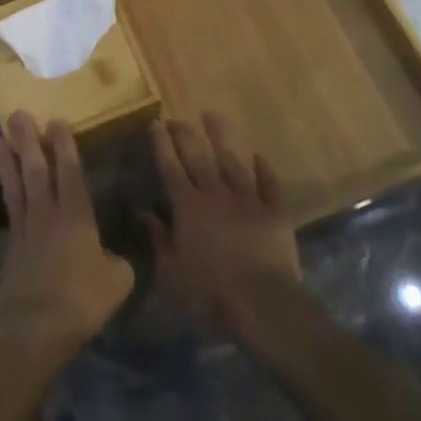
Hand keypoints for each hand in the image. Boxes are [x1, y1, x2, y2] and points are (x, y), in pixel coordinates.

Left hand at [0, 110, 134, 373]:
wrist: (34, 328)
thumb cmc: (81, 301)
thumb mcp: (117, 281)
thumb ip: (116, 262)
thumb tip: (111, 257)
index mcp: (77, 217)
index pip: (70, 172)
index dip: (64, 145)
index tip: (56, 120)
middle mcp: (48, 214)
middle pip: (36, 169)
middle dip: (28, 140)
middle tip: (18, 114)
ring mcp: (24, 229)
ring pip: (16, 185)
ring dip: (7, 159)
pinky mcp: (9, 247)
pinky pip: (8, 209)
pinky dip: (4, 191)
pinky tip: (3, 183)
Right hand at [145, 113, 301, 345]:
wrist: (263, 305)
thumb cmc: (210, 293)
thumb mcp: (171, 274)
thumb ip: (158, 240)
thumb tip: (144, 214)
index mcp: (188, 207)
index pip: (170, 167)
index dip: (161, 144)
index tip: (156, 123)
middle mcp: (216, 194)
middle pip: (198, 156)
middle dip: (184, 134)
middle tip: (176, 118)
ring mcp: (248, 200)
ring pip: (232, 161)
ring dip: (221, 137)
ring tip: (212, 115)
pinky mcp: (276, 212)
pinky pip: (270, 185)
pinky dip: (264, 170)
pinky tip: (259, 156)